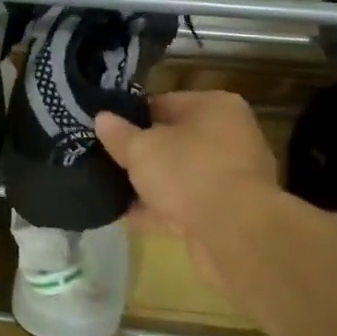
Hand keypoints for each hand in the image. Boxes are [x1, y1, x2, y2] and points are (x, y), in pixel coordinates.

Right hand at [94, 92, 278, 281]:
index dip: (133, 116)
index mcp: (215, 107)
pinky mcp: (229, 213)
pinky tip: (129, 217)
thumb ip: (119, 134)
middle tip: (107, 160)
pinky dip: (161, 210)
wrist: (235, 233)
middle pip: (175, 140)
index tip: (107, 130)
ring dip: (151, 185)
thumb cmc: (188, 171)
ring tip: (112, 190)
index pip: (164, 103)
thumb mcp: (141, 149)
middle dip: (143, 153)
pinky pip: (187, 205)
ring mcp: (232, 177)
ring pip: (180, 175)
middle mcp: (230, 136)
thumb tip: (102, 118)